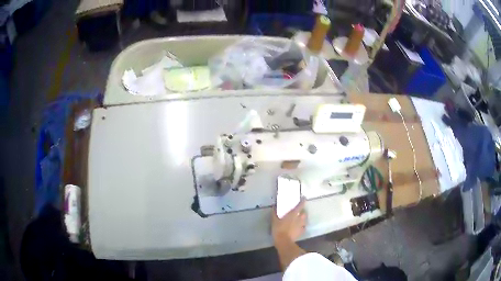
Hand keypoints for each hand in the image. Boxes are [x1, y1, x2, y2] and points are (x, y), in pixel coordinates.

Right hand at [272, 199, 306, 242]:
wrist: (283, 241)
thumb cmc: (279, 229)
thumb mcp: (274, 220)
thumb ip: (274, 213)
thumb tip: (274, 207)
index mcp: (293, 214)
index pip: (300, 205)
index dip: (303, 201)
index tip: (304, 198)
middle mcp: (299, 218)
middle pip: (304, 213)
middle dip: (302, 212)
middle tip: (299, 212)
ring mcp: (301, 225)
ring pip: (304, 220)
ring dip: (302, 219)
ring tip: (299, 220)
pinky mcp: (301, 232)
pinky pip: (303, 228)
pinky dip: (302, 227)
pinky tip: (299, 228)